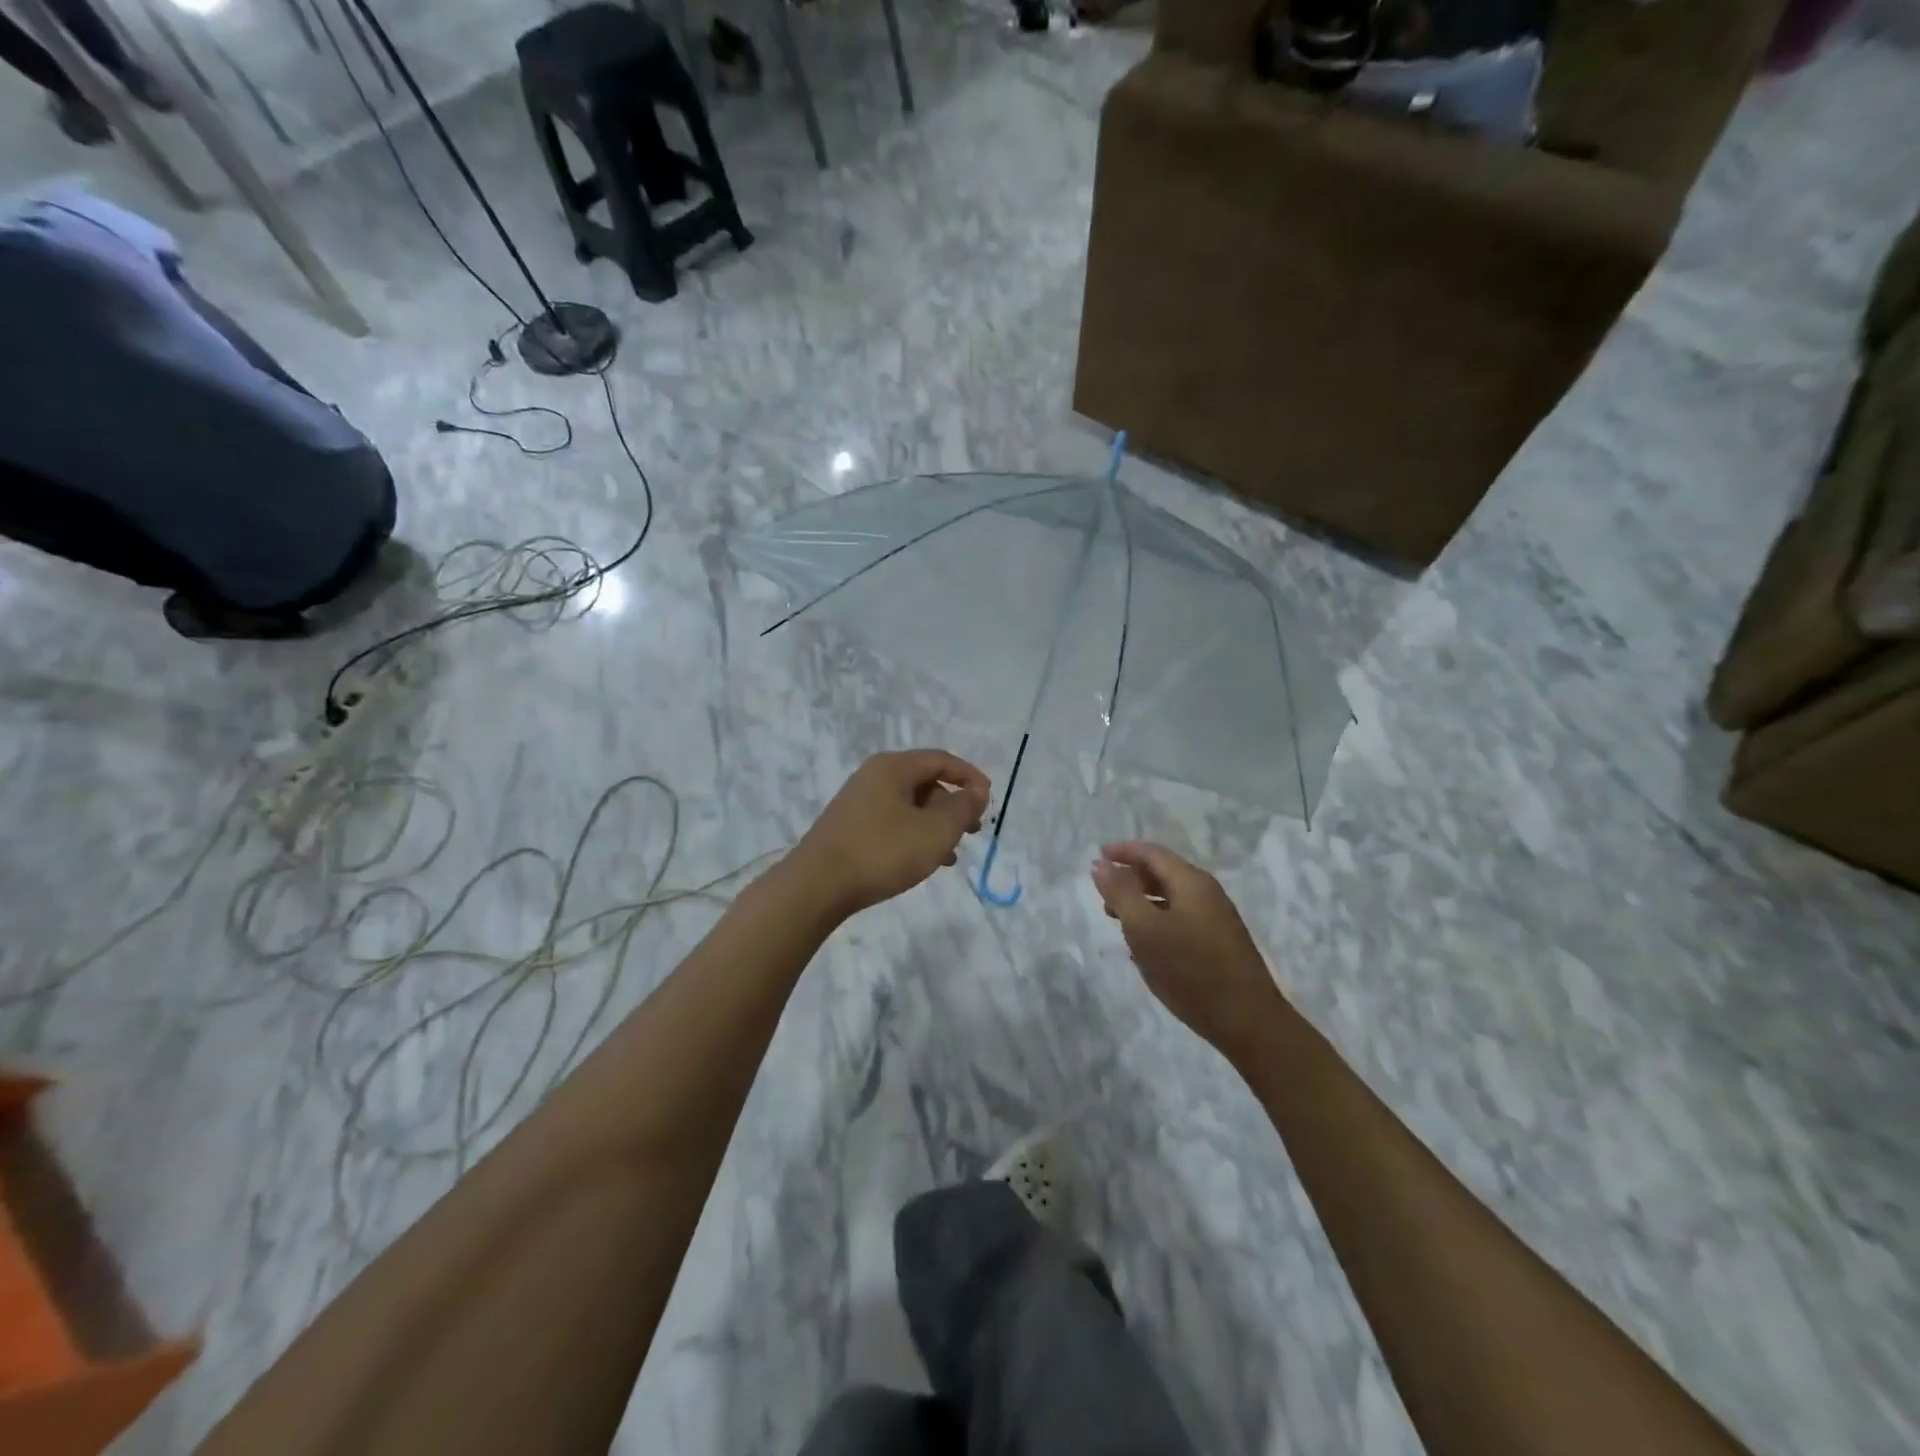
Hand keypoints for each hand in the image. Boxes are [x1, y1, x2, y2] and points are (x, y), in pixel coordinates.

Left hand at [791, 751, 990, 919]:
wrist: (817, 886)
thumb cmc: (882, 851)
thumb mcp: (935, 830)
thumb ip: (962, 808)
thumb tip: (976, 791)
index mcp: (893, 767)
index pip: (941, 760)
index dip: (970, 777)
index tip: (989, 800)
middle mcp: (873, 777)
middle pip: (925, 782)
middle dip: (953, 805)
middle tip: (972, 831)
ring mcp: (858, 803)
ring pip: (909, 806)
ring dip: (935, 825)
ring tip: (951, 853)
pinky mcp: (849, 828)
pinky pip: (893, 823)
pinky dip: (914, 836)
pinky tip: (923, 862)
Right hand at [1092, 842, 1284, 1061]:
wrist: (1248, 1021)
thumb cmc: (1191, 970)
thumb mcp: (1145, 929)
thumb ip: (1121, 893)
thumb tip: (1102, 864)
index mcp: (1191, 882)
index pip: (1152, 853)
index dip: (1123, 852)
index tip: (1098, 857)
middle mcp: (1207, 893)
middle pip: (1163, 872)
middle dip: (1131, 877)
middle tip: (1103, 894)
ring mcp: (1216, 918)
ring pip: (1171, 898)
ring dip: (1142, 901)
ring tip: (1117, 919)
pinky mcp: (1219, 943)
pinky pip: (1181, 918)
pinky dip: (1157, 920)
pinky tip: (1145, 944)